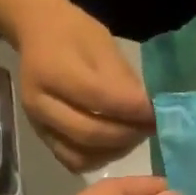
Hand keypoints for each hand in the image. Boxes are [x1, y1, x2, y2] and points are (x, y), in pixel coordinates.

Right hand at [16, 2, 153, 171]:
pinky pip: (73, 161)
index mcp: (52, 70)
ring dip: (115, 150)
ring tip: (135, 135)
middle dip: (127, 134)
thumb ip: (122, 80)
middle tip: (150, 127)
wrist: (38, 34)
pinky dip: (99, 158)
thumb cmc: (74, 33)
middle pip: (90, 133)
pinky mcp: (43, 138)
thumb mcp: (102, 44)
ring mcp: (38, 125)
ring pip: (81, 155)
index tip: (157, 111)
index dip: (133, 109)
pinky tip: (115, 145)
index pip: (100, 98)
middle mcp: (39, 103)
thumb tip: (148, 110)